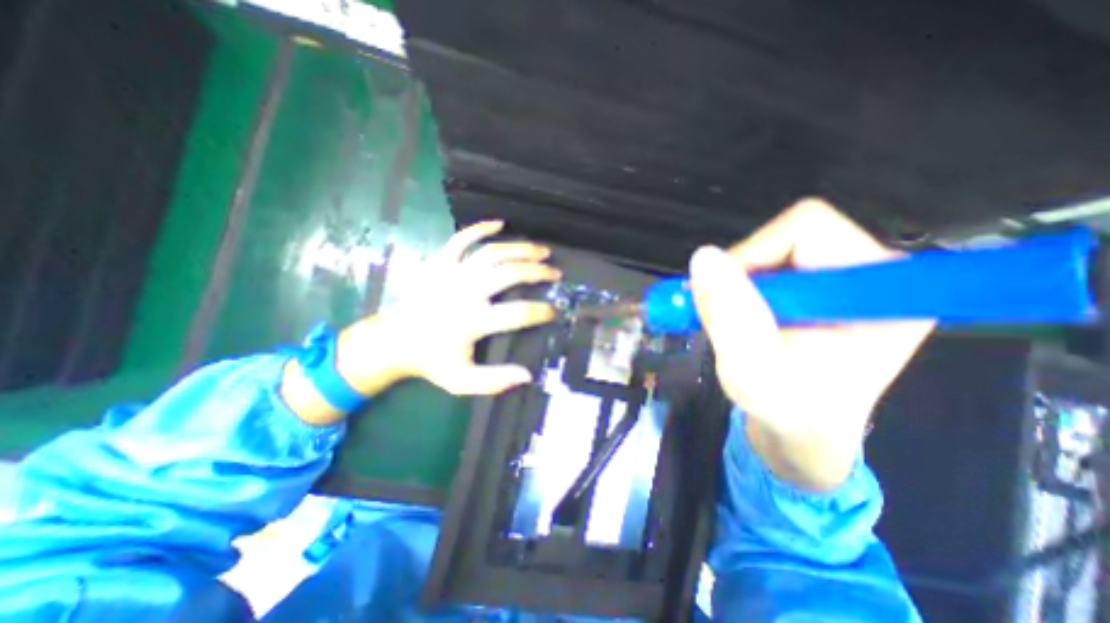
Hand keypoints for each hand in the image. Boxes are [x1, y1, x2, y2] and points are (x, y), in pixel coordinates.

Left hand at [347, 221, 563, 397]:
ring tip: (541, 250)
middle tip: (555, 273)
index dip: (541, 311)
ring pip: (492, 253)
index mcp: (472, 322)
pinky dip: (480, 229)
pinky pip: (461, 239)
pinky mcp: (440, 262)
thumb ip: (494, 381)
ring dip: (520, 249)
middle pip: (509, 274)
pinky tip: (500, 223)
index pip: (517, 313)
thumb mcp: (462, 381)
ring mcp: (451, 273)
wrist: (394, 340)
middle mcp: (465, 292)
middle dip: (537, 272)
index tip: (554, 311)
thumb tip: (527, 375)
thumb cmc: (432, 360)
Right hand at [692, 203, 930, 488]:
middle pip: (788, 235)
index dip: (752, 255)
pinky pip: (774, 261)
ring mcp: (850, 278)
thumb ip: (728, 310)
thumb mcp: (749, 364)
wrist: (801, 428)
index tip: (726, 297)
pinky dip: (745, 285)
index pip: (805, 229)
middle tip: (726, 312)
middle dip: (743, 272)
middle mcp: (874, 274)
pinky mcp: (827, 286)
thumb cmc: (784, 407)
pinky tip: (746, 316)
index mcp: (879, 292)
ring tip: (737, 321)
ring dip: (741, 282)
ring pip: (774, 247)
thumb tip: (703, 256)